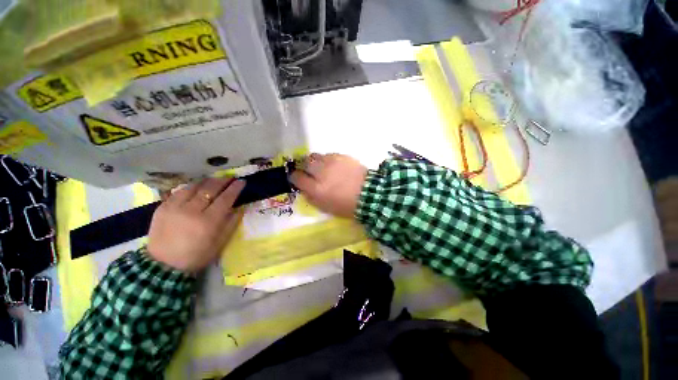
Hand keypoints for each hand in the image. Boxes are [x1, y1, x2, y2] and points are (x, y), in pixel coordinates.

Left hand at [147, 178, 245, 273]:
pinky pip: (179, 191)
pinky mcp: (164, 205)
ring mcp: (176, 205)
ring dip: (205, 182)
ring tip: (211, 180)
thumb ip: (228, 228)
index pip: (224, 200)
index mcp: (207, 223)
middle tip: (228, 177)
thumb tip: (238, 210)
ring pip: (194, 186)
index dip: (234, 189)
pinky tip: (192, 188)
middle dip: (221, 181)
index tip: (241, 181)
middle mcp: (192, 210)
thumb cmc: (192, 259)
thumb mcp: (215, 249)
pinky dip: (188, 188)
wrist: (163, 263)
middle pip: (209, 189)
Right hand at [290, 153, 367, 217]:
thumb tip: (304, 189)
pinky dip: (326, 159)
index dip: (294, 177)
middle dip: (303, 166)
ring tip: (318, 167)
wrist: (370, 194)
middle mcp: (320, 172)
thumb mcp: (325, 207)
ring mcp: (331, 162)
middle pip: (304, 163)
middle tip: (306, 171)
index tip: (295, 178)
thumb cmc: (346, 206)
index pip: (297, 177)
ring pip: (315, 156)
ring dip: (313, 161)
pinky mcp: (341, 156)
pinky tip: (331, 165)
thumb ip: (311, 197)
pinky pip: (327, 155)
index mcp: (316, 188)